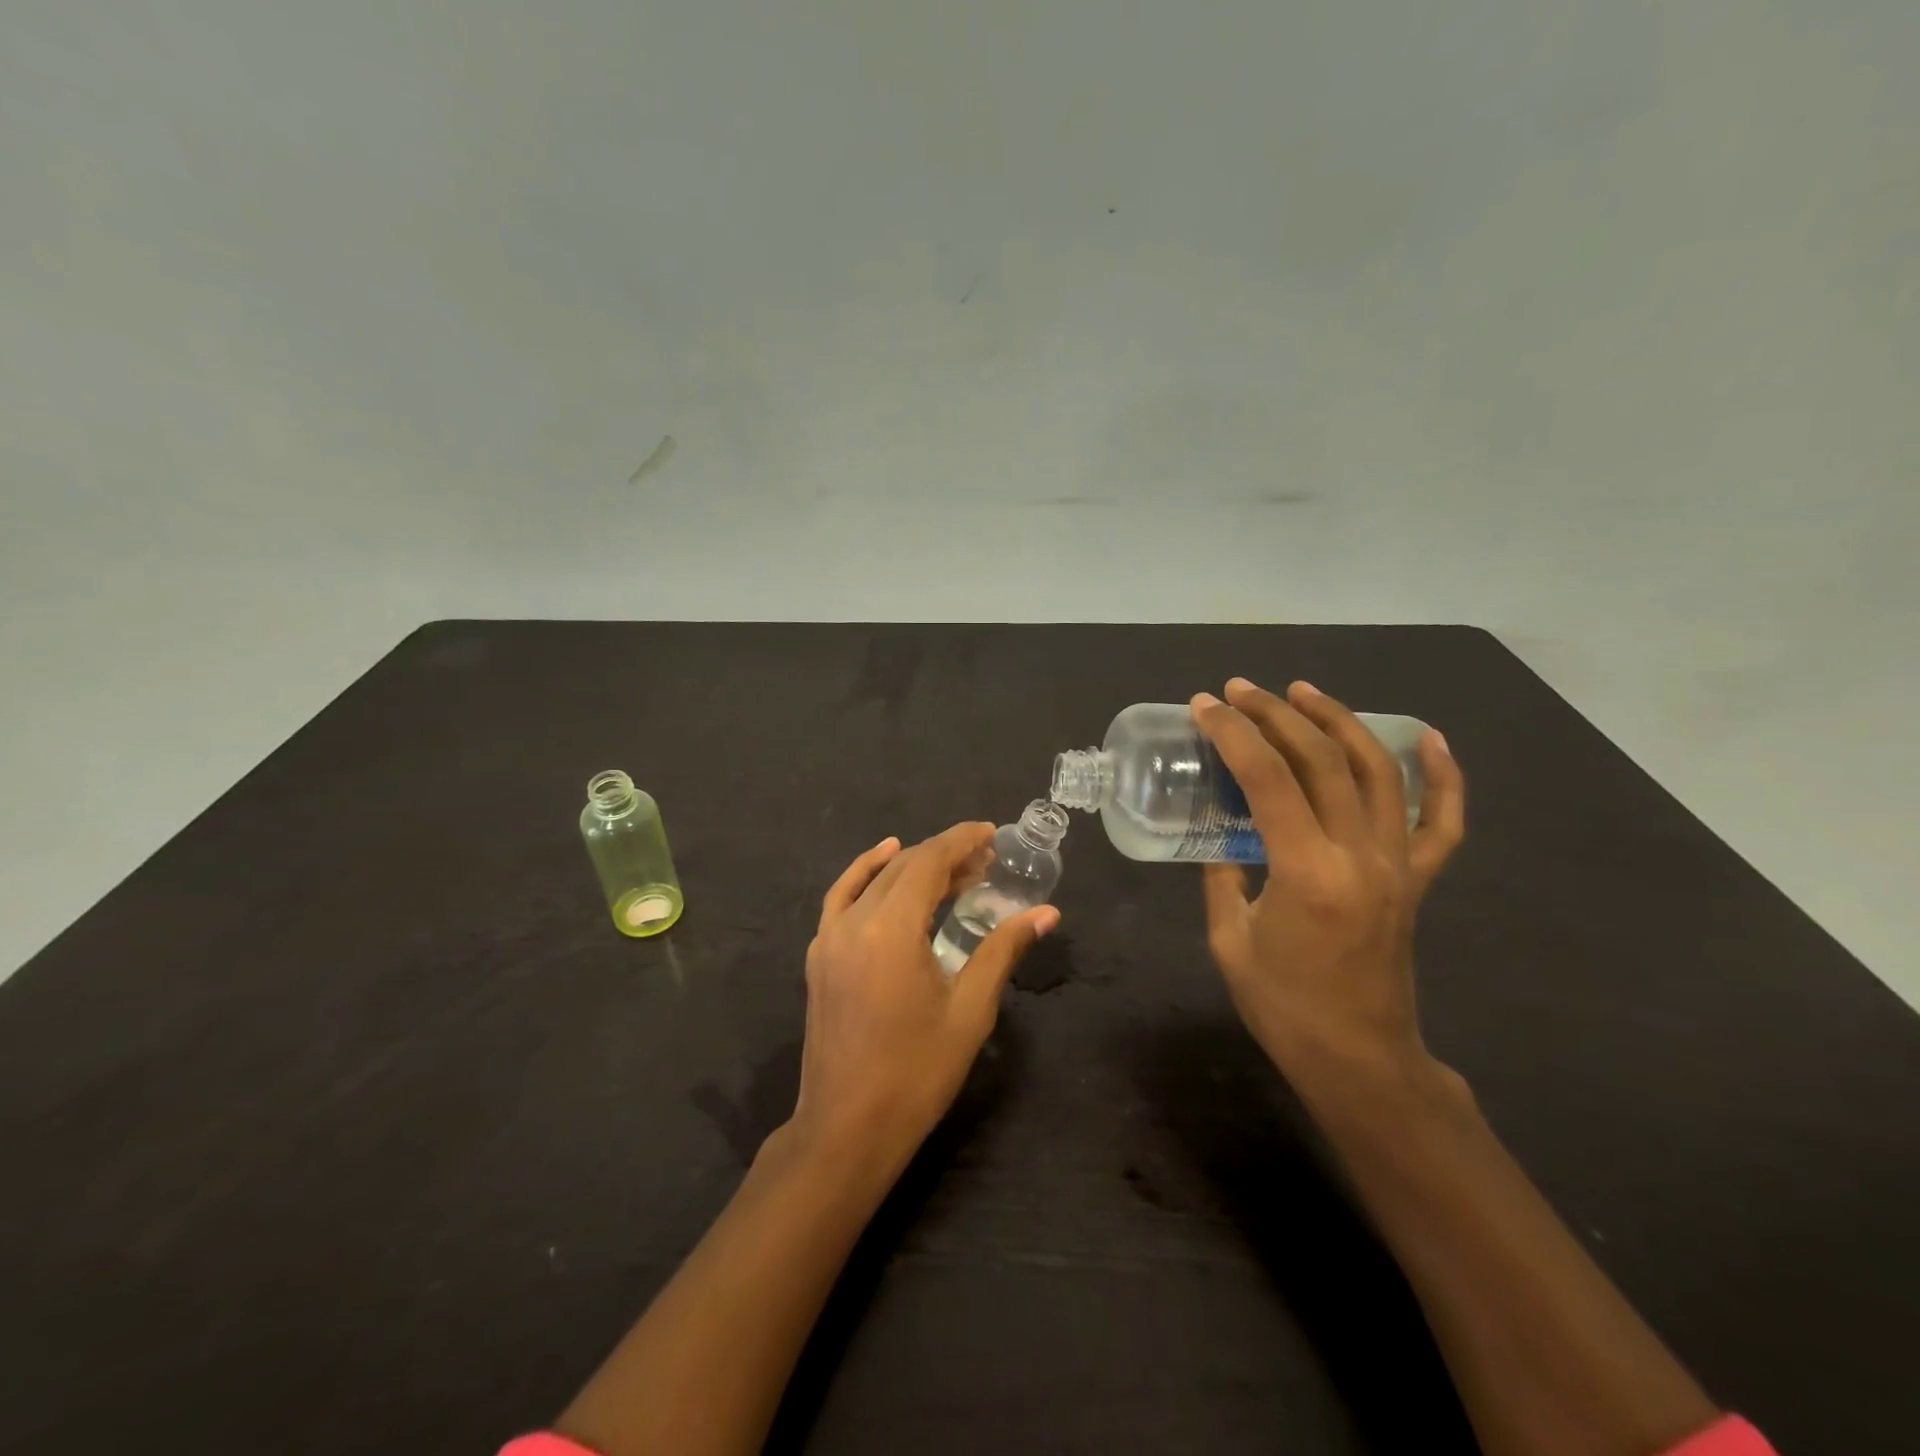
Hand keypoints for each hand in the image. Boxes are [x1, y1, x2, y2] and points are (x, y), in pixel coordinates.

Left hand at [789, 823, 1059, 1164]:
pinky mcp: (819, 955)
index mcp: (891, 929)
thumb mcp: (970, 1010)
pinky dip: (866, 872)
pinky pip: (842, 896)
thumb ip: (1003, 950)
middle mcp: (855, 920)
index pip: (929, 862)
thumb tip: (1046, 913)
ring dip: (913, 865)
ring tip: (953, 869)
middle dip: (946, 855)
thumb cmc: (916, 1073)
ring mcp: (829, 936)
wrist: (846, 1128)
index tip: (991, 833)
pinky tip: (884, 862)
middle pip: (904, 866)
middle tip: (986, 861)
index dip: (962, 841)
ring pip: (875, 879)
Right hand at [1192, 678, 1464, 1088]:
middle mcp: (1360, 855)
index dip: (1233, 733)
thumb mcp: (1229, 940)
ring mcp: (1397, 864)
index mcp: (1307, 872)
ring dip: (1339, 722)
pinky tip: (1428, 738)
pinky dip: (1442, 775)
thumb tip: (1220, 838)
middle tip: (1240, 690)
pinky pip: (1443, 820)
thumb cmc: (1284, 1007)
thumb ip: (1223, 878)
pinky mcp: (1417, 879)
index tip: (1205, 706)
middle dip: (1276, 714)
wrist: (1360, 1059)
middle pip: (1322, 760)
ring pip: (1378, 771)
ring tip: (1304, 692)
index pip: (1268, 778)